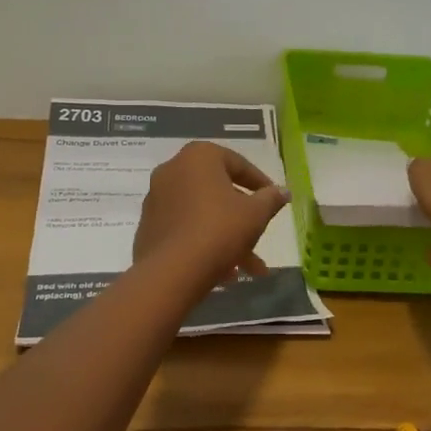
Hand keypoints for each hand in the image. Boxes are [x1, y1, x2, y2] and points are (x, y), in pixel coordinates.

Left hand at [134, 141, 289, 287]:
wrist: (171, 273)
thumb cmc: (219, 230)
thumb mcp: (255, 214)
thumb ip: (271, 199)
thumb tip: (283, 191)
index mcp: (198, 157)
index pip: (237, 164)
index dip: (260, 183)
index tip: (274, 200)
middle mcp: (172, 170)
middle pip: (218, 191)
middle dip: (243, 217)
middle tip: (261, 235)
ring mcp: (156, 199)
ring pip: (202, 214)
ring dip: (227, 236)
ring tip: (249, 268)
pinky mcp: (148, 227)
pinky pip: (184, 229)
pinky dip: (204, 243)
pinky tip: (224, 272)